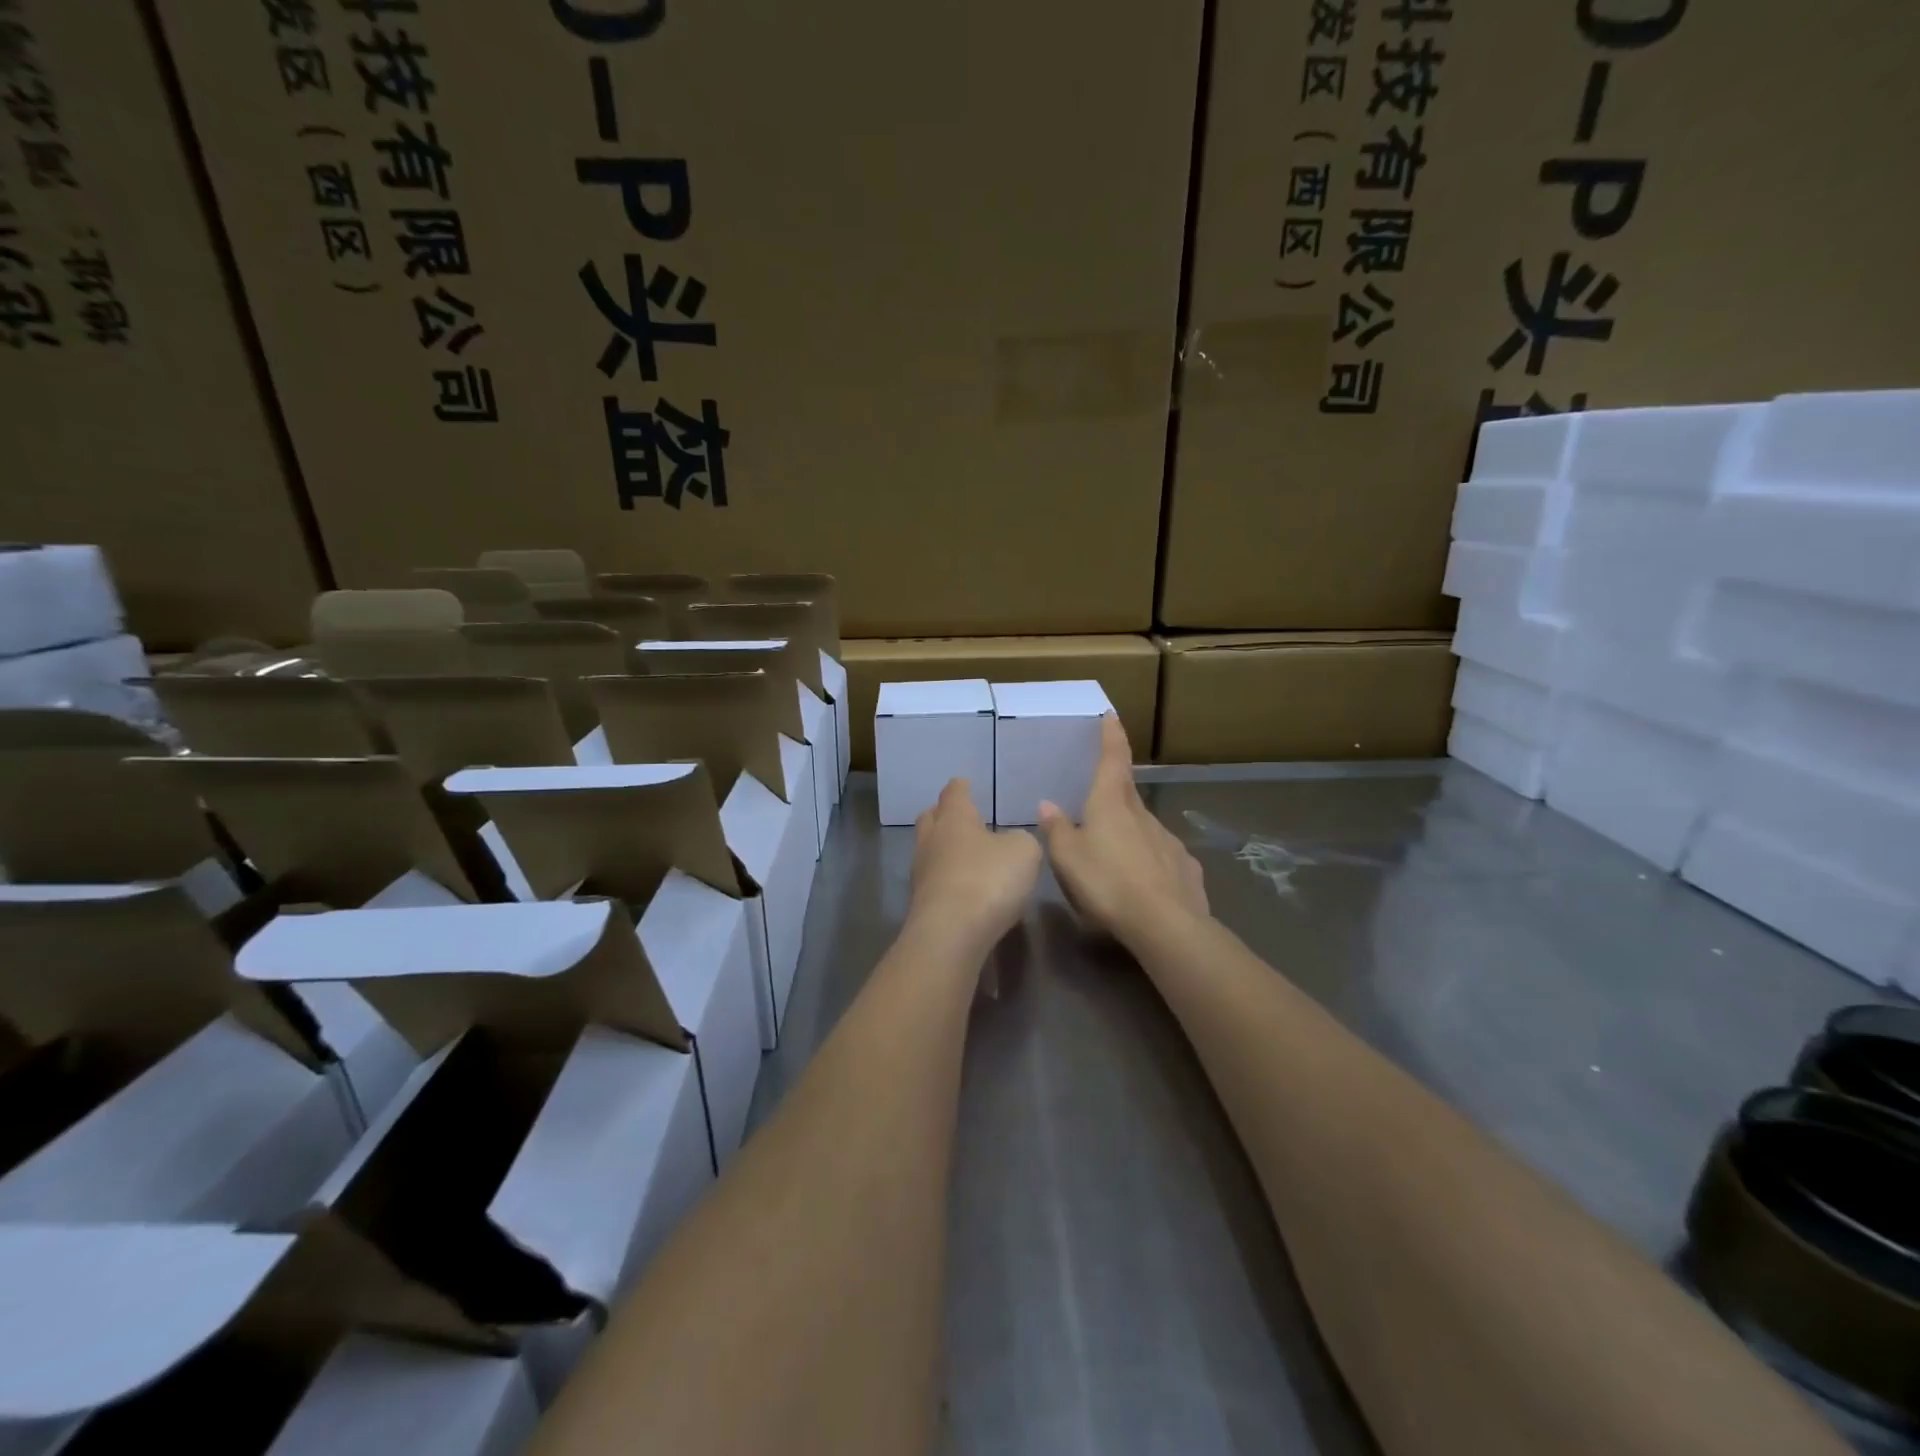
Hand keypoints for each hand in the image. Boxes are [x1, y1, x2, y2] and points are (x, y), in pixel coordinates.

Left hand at [907, 779, 1042, 956]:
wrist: (950, 935)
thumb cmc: (988, 880)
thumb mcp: (1024, 852)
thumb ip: (1021, 839)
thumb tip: (1011, 842)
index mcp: (954, 818)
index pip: (954, 793)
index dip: (961, 787)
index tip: (964, 783)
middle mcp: (932, 840)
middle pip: (931, 818)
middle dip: (943, 814)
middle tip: (959, 816)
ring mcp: (921, 873)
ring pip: (929, 850)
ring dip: (944, 849)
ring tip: (964, 854)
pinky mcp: (921, 904)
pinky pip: (934, 880)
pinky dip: (946, 878)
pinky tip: (962, 886)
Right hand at [1038, 715, 1207, 946]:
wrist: (1165, 924)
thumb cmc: (1107, 883)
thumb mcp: (1068, 858)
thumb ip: (1057, 829)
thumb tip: (1047, 804)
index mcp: (1111, 804)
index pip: (1112, 759)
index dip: (1111, 736)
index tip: (1112, 715)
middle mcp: (1142, 814)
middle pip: (1127, 793)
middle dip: (1114, 790)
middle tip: (1099, 798)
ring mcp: (1168, 840)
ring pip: (1144, 828)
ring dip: (1130, 833)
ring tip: (1115, 857)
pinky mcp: (1185, 868)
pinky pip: (1162, 858)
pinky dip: (1150, 863)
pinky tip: (1144, 884)